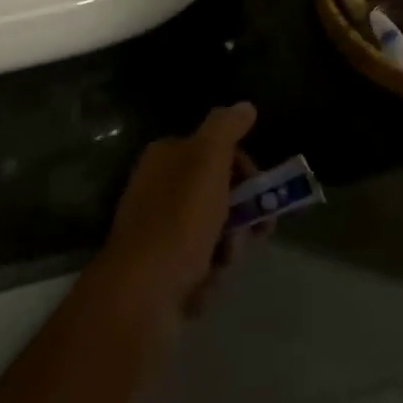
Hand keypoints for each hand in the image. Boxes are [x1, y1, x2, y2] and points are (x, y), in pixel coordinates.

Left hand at [95, 102, 260, 323]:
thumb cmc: (179, 219)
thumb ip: (228, 127)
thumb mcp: (208, 159)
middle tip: (253, 232)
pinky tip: (202, 286)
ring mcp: (156, 232)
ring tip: (223, 263)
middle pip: (216, 193)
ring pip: (210, 232)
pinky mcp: (157, 272)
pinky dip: (206, 277)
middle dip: (239, 214)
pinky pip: (196, 266)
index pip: (216, 150)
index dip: (244, 168)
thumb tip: (245, 106)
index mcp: (165, 156)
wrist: (141, 296)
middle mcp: (157, 188)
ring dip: (226, 247)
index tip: (260, 190)